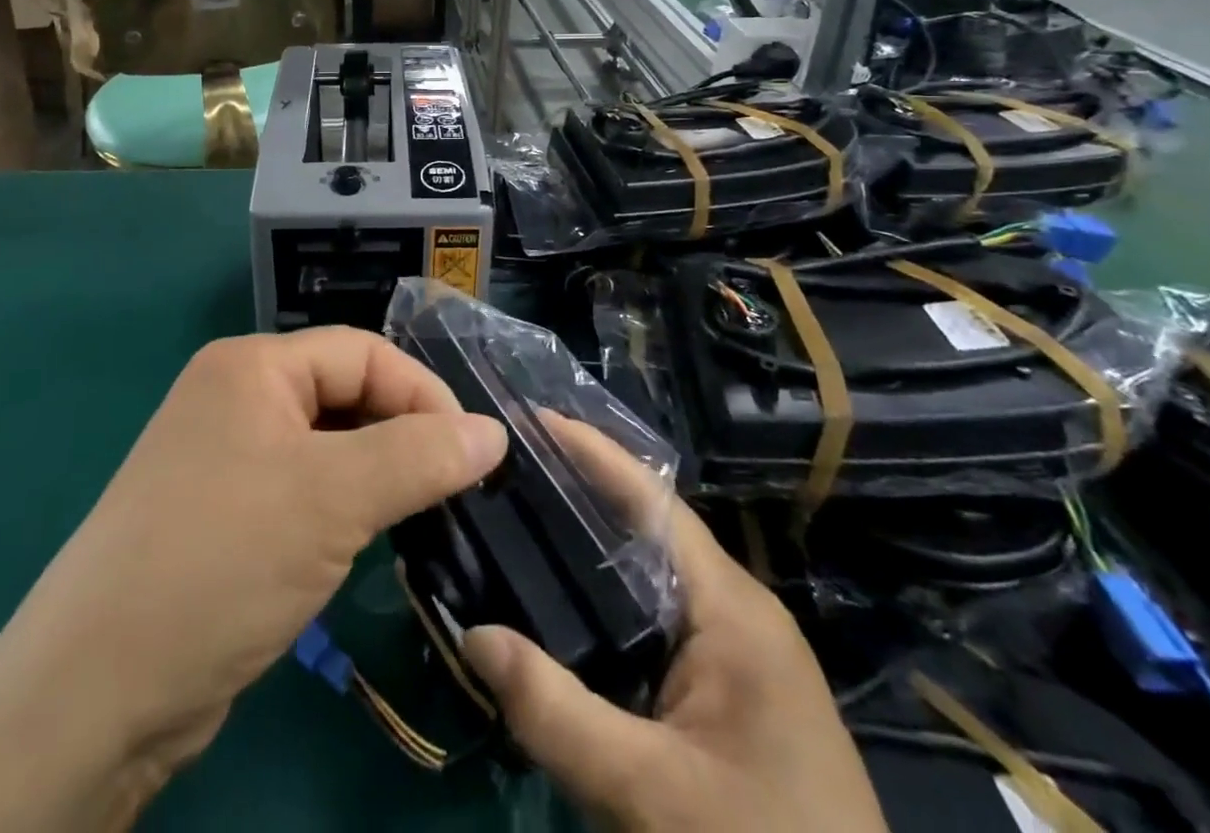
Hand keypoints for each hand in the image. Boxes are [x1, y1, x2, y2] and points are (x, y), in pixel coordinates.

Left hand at [0, 326, 507, 832]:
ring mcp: (225, 457)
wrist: (94, 694)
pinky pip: (302, 488)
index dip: (422, 394)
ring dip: (376, 475)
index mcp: (251, 365)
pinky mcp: (223, 513)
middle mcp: (235, 397)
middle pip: (344, 394)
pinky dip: (342, 507)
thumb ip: (420, 458)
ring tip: (421, 516)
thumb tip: (494, 433)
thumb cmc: (221, 562)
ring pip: (327, 446)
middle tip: (454, 489)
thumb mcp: (333, 500)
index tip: (473, 452)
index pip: (362, 353)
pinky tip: (367, 542)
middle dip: (401, 435)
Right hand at [462, 426, 887, 832]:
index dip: (593, 452)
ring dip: (591, 544)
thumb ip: (555, 713)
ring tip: (520, 519)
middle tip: (507, 469)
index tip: (530, 419)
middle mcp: (737, 610)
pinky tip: (562, 604)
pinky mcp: (728, 688)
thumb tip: (472, 636)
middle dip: (581, 491)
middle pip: (648, 528)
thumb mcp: (648, 792)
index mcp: (732, 607)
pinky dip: (607, 595)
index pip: (653, 501)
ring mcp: (736, 650)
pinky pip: (657, 616)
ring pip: (651, 573)